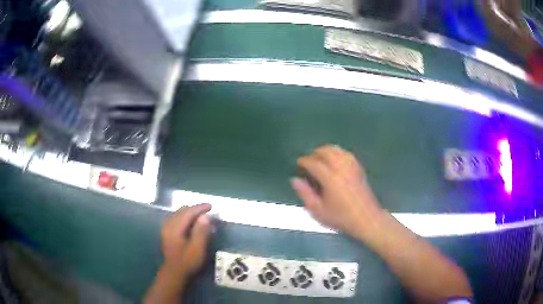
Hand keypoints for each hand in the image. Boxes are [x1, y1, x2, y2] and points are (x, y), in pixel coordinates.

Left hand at [161, 204, 211, 279]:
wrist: (174, 272)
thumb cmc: (187, 261)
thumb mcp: (197, 248)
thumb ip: (201, 231)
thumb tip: (205, 216)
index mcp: (175, 227)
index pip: (188, 212)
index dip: (199, 208)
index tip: (210, 206)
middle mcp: (169, 224)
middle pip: (182, 211)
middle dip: (195, 209)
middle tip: (207, 211)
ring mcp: (166, 228)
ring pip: (178, 214)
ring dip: (190, 213)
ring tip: (201, 216)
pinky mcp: (167, 233)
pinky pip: (176, 219)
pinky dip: (185, 218)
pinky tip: (190, 223)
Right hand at [291, 145, 383, 237]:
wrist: (366, 220)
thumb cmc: (341, 218)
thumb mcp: (318, 211)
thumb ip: (305, 194)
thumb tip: (295, 179)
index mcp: (330, 178)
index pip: (314, 163)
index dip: (304, 161)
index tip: (298, 163)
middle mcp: (342, 168)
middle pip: (327, 151)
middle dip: (315, 152)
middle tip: (309, 160)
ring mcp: (352, 167)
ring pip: (338, 150)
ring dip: (327, 151)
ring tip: (320, 158)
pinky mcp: (359, 169)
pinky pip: (347, 154)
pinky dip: (338, 153)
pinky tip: (336, 160)